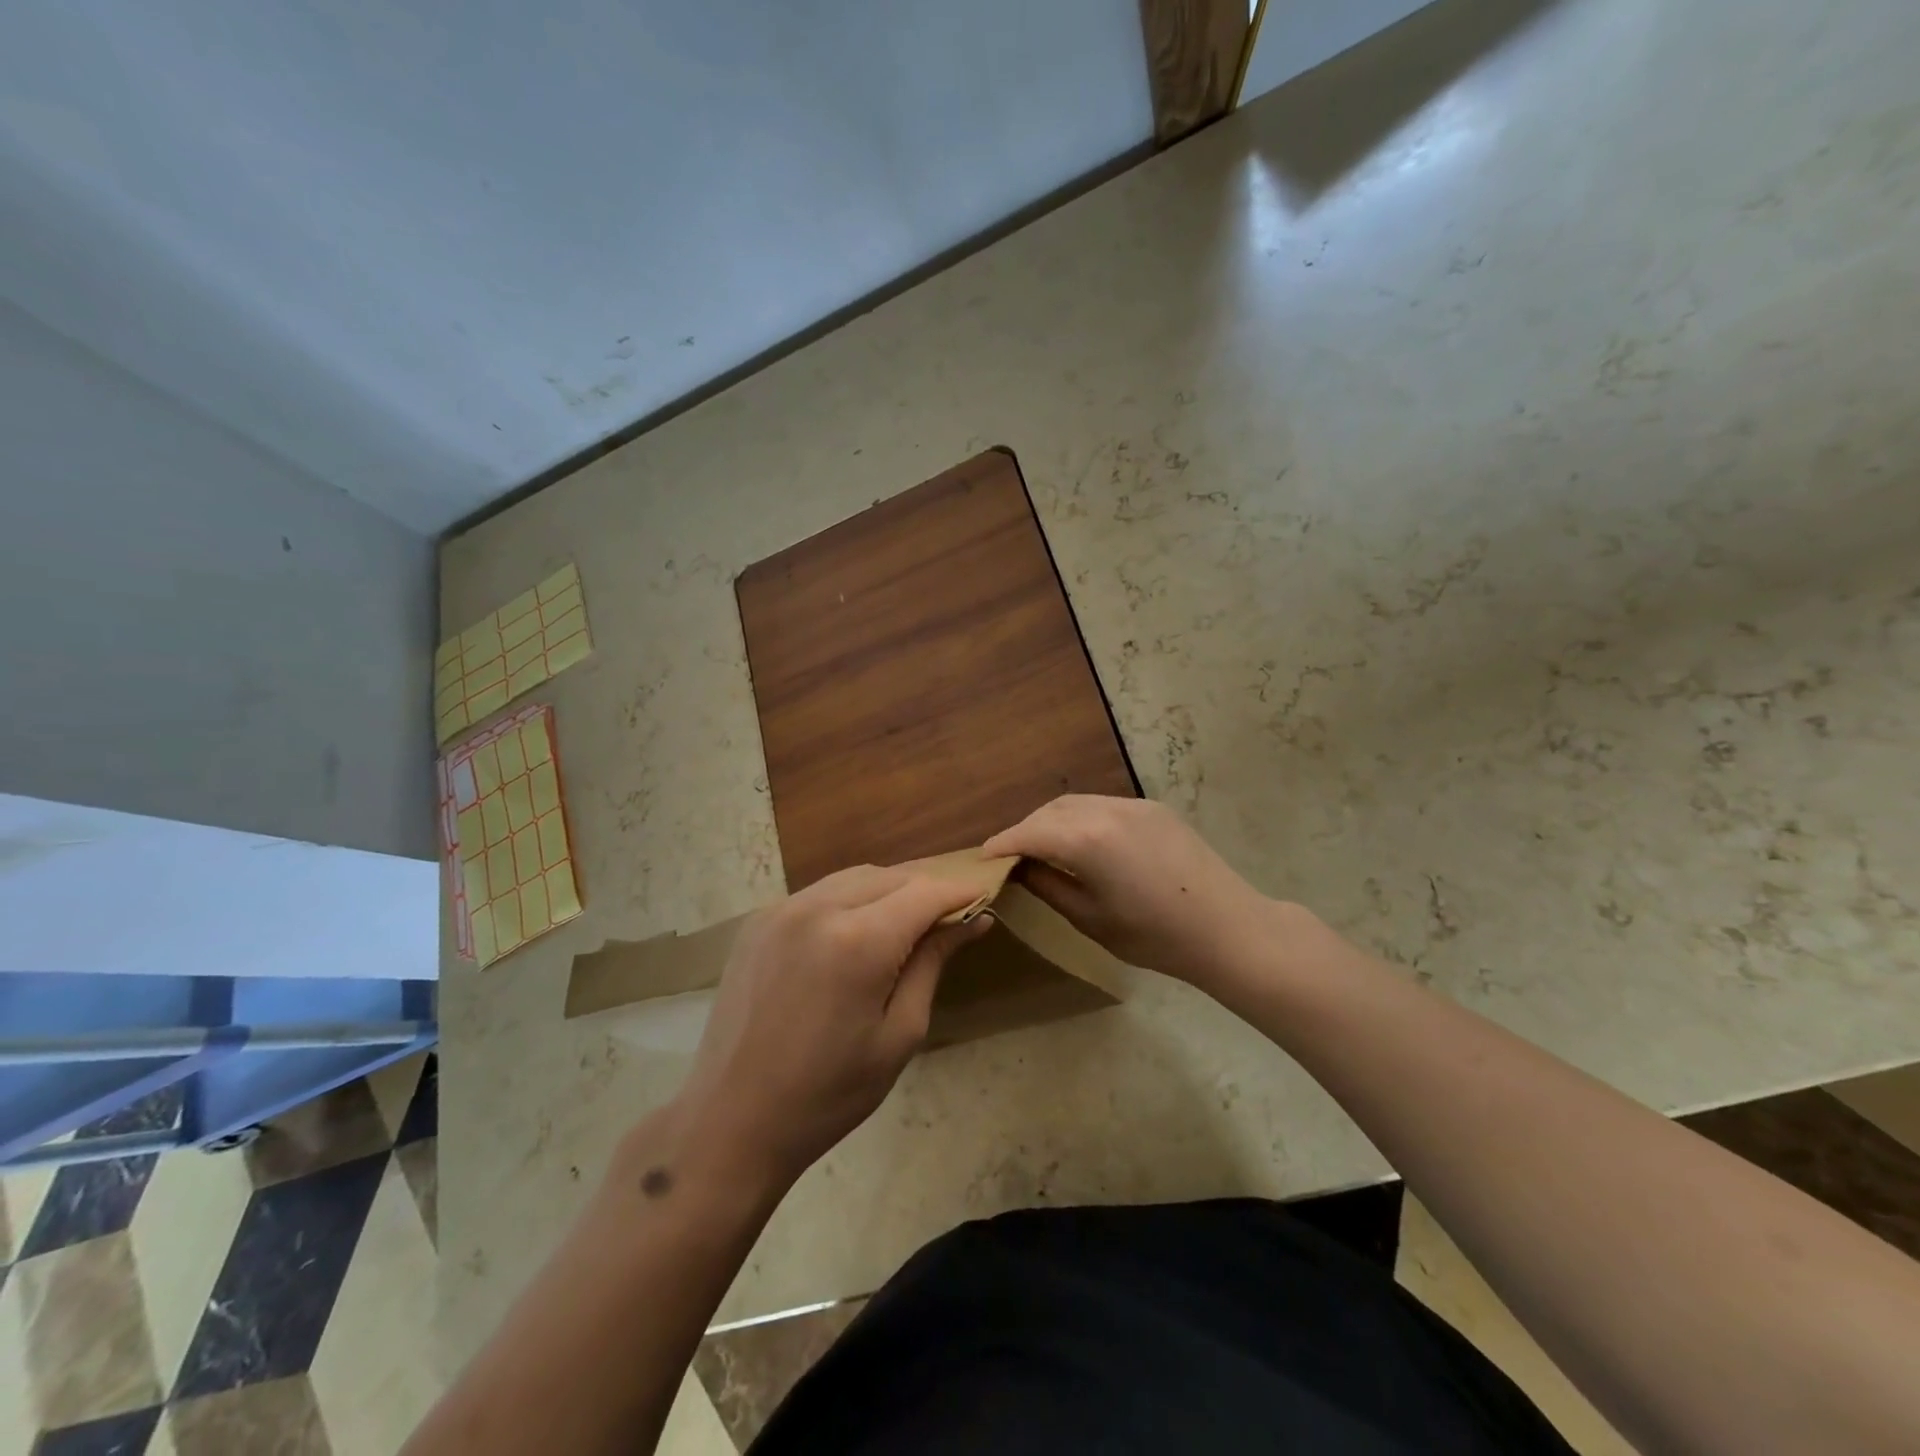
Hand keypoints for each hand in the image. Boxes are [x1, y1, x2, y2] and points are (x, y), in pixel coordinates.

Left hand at [674, 865, 990, 1190]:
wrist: (732, 1120)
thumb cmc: (829, 1092)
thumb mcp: (899, 1033)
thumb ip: (933, 964)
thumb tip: (974, 920)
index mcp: (858, 941)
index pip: (925, 893)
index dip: (959, 892)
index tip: (982, 900)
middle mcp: (817, 908)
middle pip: (890, 876)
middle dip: (924, 890)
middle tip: (947, 919)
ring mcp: (781, 910)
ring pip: (853, 877)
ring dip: (887, 891)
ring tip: (905, 925)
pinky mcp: (758, 921)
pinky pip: (818, 893)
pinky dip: (849, 900)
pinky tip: (855, 933)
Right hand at [983, 795, 1275, 987]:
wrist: (1228, 929)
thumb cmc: (1154, 935)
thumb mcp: (1090, 918)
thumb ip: (1048, 886)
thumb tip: (1019, 868)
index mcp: (1087, 839)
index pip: (1030, 832)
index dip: (1003, 844)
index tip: (984, 857)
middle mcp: (1107, 809)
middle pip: (1051, 811)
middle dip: (1027, 829)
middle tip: (1013, 856)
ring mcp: (1134, 805)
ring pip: (1078, 803)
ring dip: (1054, 821)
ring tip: (1044, 848)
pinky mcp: (1154, 809)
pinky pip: (1105, 806)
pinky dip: (1082, 819)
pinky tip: (1083, 843)